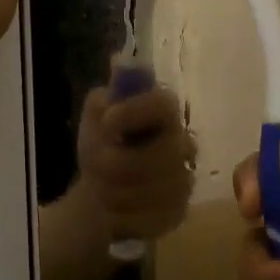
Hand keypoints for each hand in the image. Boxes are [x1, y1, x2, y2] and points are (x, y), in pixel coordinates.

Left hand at [72, 79, 195, 244]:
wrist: (102, 187)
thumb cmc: (103, 142)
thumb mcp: (96, 114)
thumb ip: (108, 96)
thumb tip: (118, 61)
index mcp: (164, 110)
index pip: (164, 105)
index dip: (134, 113)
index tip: (107, 124)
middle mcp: (183, 142)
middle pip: (159, 157)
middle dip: (116, 165)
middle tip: (95, 166)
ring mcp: (184, 179)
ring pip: (152, 192)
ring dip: (115, 193)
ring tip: (101, 189)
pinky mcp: (179, 212)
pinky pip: (151, 219)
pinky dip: (124, 217)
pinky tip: (114, 210)